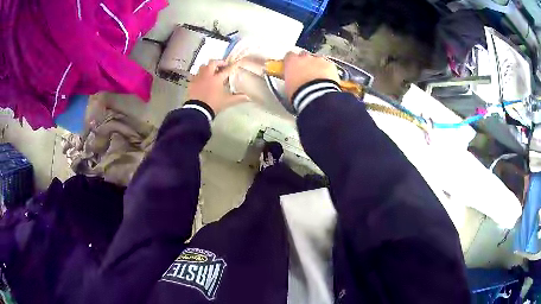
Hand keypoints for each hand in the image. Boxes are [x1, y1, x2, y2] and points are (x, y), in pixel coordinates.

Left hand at [188, 60, 248, 113]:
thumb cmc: (213, 104)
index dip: (232, 66)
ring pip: (203, 67)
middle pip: (212, 63)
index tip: (236, 64)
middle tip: (223, 65)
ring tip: (211, 71)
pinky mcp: (192, 83)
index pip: (227, 70)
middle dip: (218, 62)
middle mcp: (207, 75)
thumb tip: (248, 97)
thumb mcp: (227, 101)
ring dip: (208, 67)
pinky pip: (196, 75)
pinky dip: (200, 75)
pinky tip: (202, 79)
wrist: (197, 110)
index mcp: (217, 78)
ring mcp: (198, 78)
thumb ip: (238, 98)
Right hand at [283, 52, 339, 102]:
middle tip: (306, 73)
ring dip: (317, 67)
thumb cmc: (299, 93)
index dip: (291, 61)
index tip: (292, 67)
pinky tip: (328, 80)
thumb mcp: (287, 87)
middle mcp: (305, 57)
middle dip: (305, 62)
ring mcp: (319, 60)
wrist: (316, 96)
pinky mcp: (330, 65)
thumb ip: (289, 79)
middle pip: (304, 55)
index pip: (289, 56)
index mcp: (291, 62)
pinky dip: (328, 71)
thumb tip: (291, 80)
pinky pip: (328, 65)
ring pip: (318, 60)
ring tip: (318, 79)